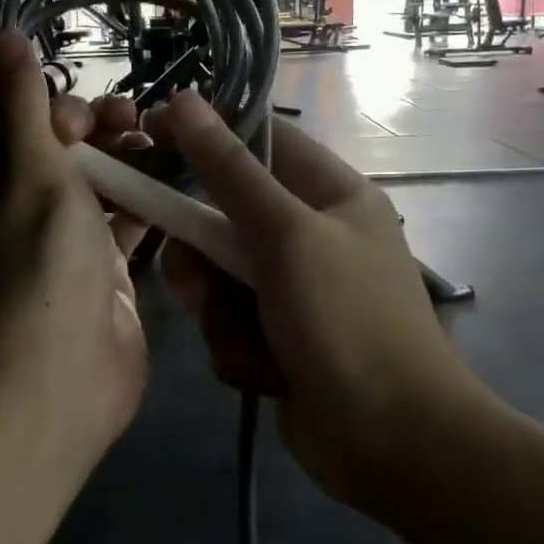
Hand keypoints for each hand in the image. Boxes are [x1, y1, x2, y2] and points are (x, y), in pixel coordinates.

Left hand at [0, 33, 149, 443]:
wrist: (58, 377)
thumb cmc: (41, 263)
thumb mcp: (31, 171)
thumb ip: (25, 105)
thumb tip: (4, 36)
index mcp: (3, 189)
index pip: (33, 131)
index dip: (66, 113)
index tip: (95, 117)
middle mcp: (35, 216)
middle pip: (75, 158)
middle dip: (107, 133)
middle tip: (142, 123)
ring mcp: (76, 251)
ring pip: (109, 193)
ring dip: (135, 167)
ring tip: (169, 146)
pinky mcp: (113, 281)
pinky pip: (135, 232)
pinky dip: (155, 208)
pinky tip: (185, 187)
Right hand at [142, 92, 468, 506]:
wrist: (393, 444)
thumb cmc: (348, 323)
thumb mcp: (287, 236)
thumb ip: (230, 172)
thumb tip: (185, 99)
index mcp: (330, 194)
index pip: (259, 140)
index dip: (204, 135)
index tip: (150, 139)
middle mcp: (311, 235)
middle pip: (225, 216)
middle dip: (203, 255)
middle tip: (192, 281)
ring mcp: (294, 290)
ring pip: (218, 277)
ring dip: (220, 312)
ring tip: (244, 340)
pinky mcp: (278, 338)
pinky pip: (230, 325)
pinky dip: (238, 350)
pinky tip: (266, 375)